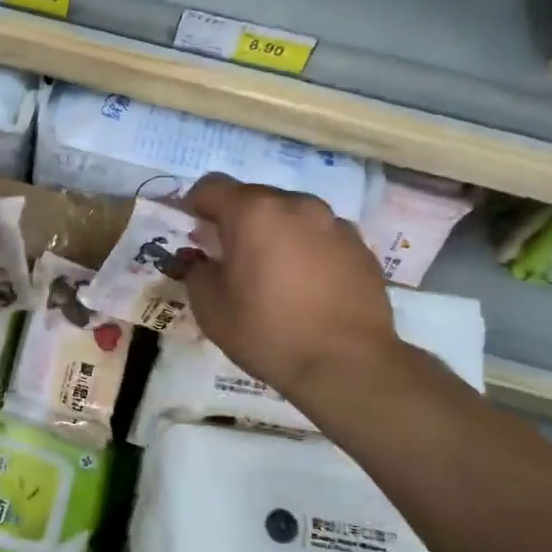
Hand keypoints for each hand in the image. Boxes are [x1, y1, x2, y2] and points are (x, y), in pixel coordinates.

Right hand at [181, 173, 400, 393]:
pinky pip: (320, 237)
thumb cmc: (268, 331)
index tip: (191, 230)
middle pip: (254, 198)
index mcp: (254, 212)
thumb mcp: (210, 307)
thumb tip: (202, 260)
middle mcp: (296, 205)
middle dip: (236, 220)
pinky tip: (305, 287)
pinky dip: (305, 250)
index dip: (194, 204)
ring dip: (273, 233)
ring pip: (290, 216)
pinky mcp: (360, 247)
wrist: (348, 364)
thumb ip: (197, 271)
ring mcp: (334, 223)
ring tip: (271, 273)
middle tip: (229, 257)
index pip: (211, 186)